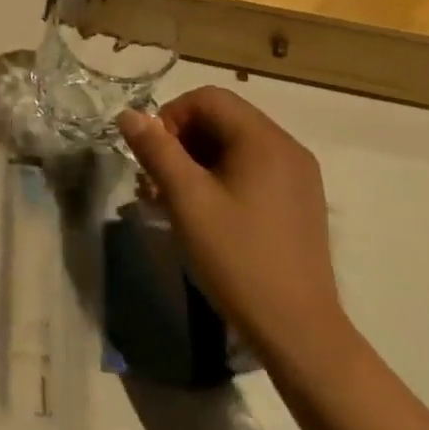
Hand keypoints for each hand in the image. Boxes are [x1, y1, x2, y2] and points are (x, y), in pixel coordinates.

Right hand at [119, 87, 345, 361]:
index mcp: (264, 140)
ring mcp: (297, 176)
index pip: (207, 99)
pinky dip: (220, 177)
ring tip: (170, 199)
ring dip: (196, 161)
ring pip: (234, 146)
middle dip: (180, 141)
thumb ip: (157, 150)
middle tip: (155, 180)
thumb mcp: (187, 200)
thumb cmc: (238, 258)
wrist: (298, 330)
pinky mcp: (298, 202)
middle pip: (222, 119)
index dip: (170, 116)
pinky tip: (202, 212)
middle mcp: (287, 147)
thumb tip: (129, 115)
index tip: (151, 155)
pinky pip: (251, 169)